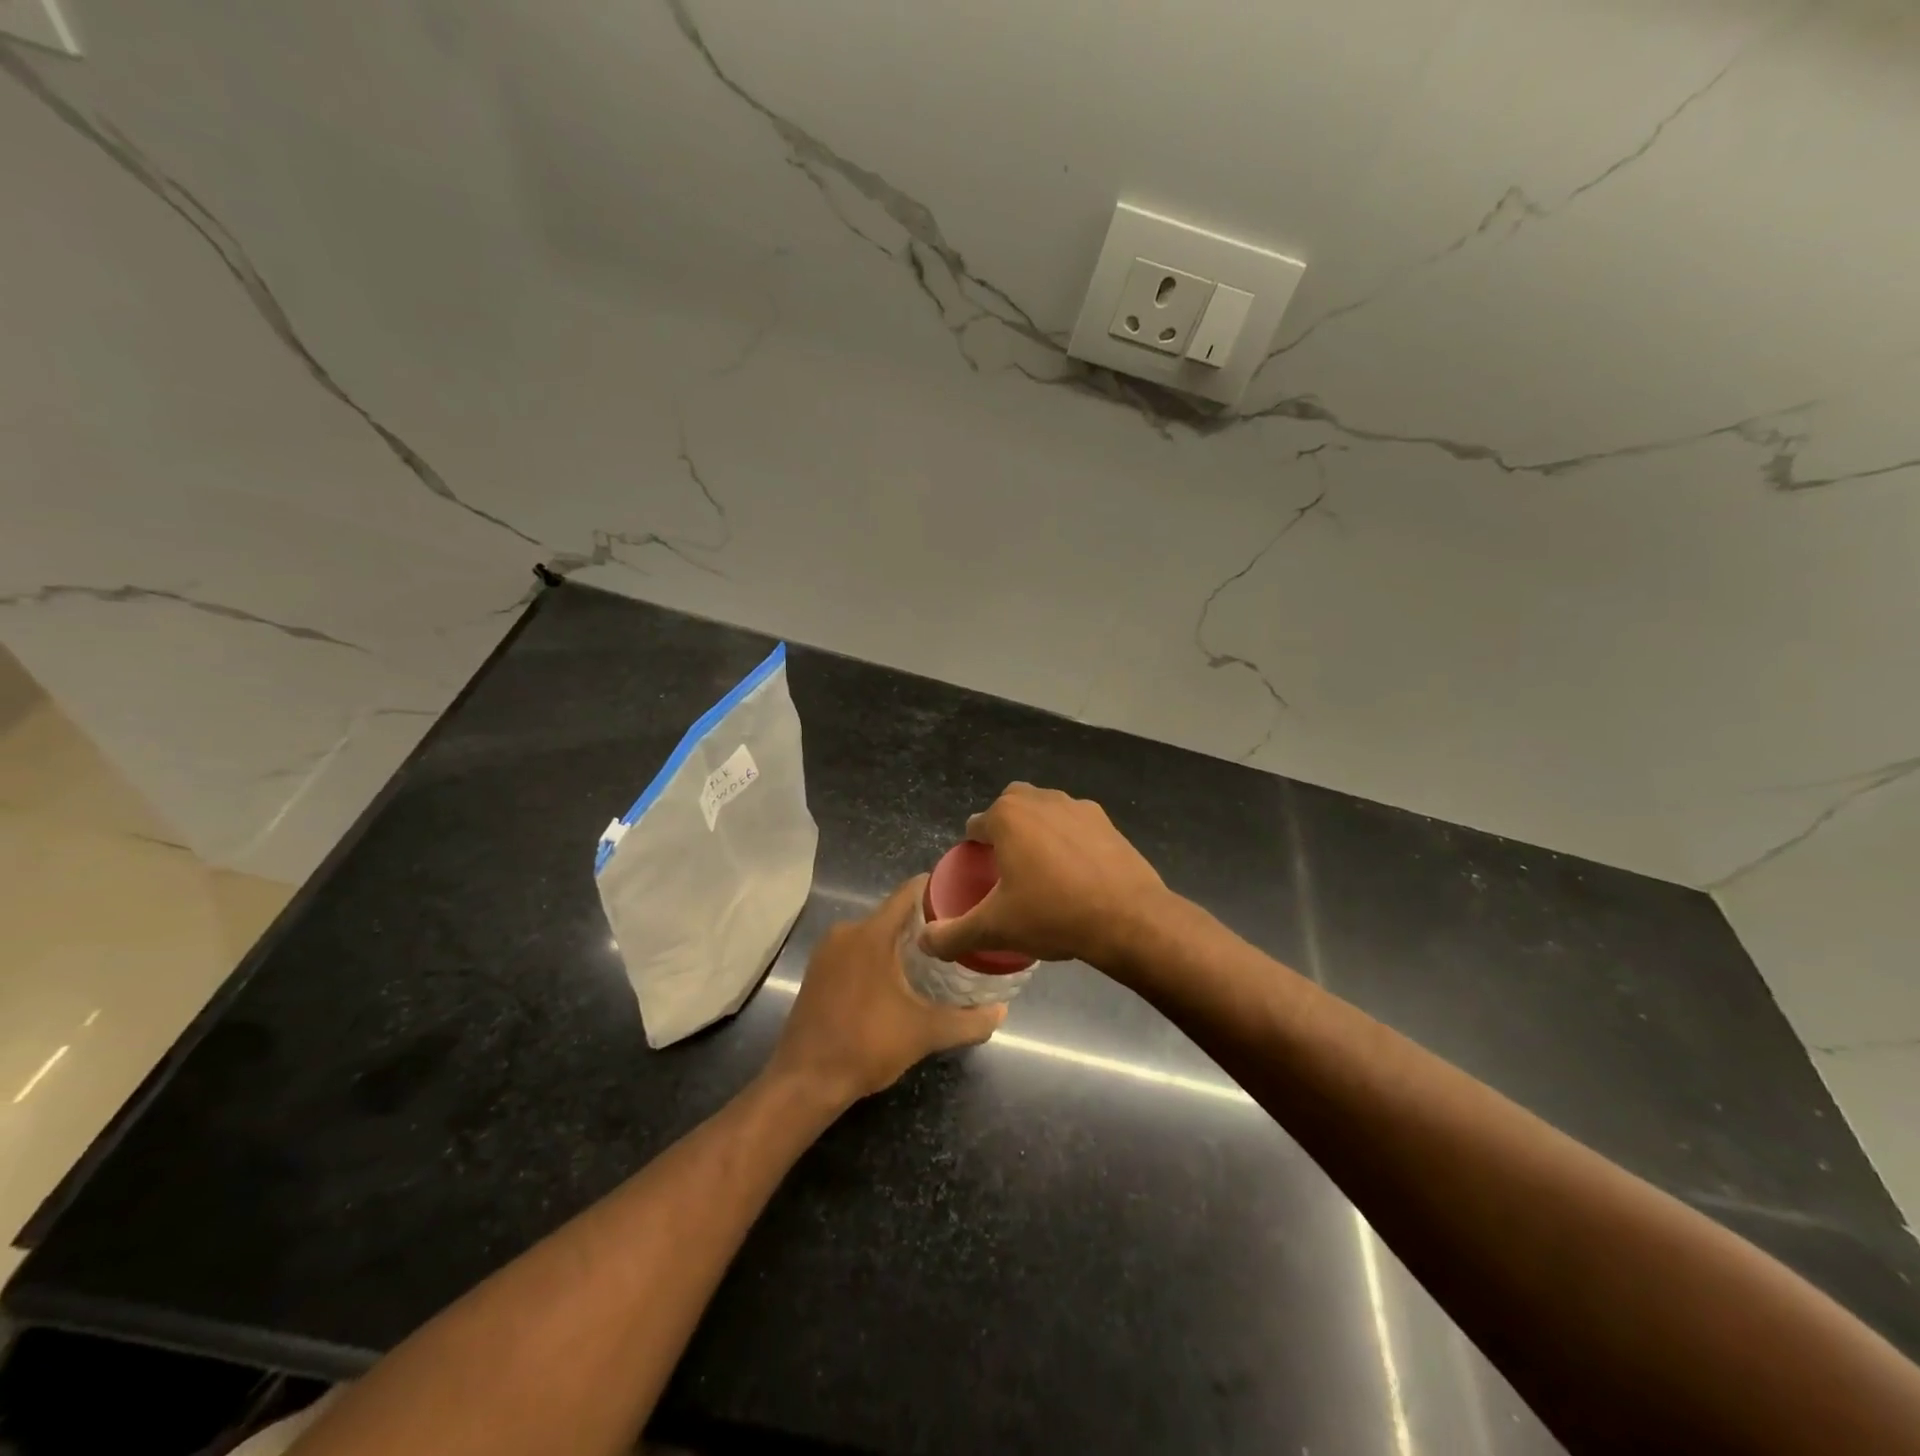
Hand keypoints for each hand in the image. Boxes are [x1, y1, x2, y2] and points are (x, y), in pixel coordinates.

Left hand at [767, 876, 1005, 1104]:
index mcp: (872, 933)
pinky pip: (856, 950)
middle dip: (925, 923)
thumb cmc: (867, 1045)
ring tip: (935, 959)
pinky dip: (878, 957)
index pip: (910, 892)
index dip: (939, 890)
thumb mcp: (925, 1033)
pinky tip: (898, 980)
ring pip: (874, 933)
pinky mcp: (817, 971)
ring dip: (901, 943)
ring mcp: (827, 951)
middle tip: (958, 936)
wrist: (805, 1081)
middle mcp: (846, 931)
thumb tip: (1001, 1012)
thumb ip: (968, 1021)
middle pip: (894, 913)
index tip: (966, 898)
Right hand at [917, 783, 1169, 972]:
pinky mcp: (1107, 821)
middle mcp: (1040, 800)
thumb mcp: (995, 929)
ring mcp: (1077, 807)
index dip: (974, 849)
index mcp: (1007, 817)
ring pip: (1045, 811)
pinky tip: (1076, 874)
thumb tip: (924, 942)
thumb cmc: (1053, 914)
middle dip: (1005, 830)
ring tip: (1043, 871)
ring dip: (1038, 831)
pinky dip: (1069, 840)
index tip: (980, 877)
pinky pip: (1075, 825)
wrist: (1128, 918)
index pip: (976, 825)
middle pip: (1010, 808)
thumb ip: (952, 935)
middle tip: (1008, 869)